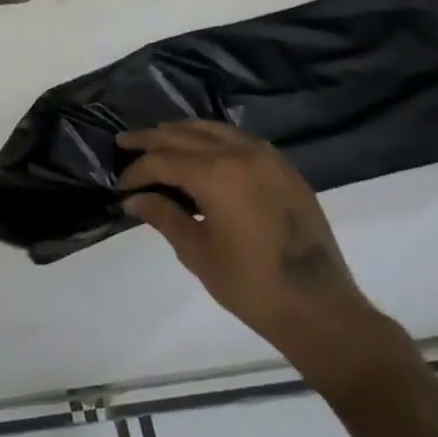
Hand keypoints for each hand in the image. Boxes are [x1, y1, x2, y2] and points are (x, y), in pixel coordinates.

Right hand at [118, 121, 408, 393]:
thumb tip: (134, 200)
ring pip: (216, 130)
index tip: (119, 188)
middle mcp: (242, 155)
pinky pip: (242, 141)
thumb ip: (164, 216)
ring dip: (183, 132)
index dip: (136, 171)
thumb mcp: (196, 251)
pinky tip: (202, 151)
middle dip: (151, 139)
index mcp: (216, 174)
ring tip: (158, 139)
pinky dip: (214, 139)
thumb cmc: (249, 284)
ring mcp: (269, 160)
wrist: (317, 306)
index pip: (163, 160)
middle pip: (186, 135)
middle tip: (124, 142)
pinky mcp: (286, 171)